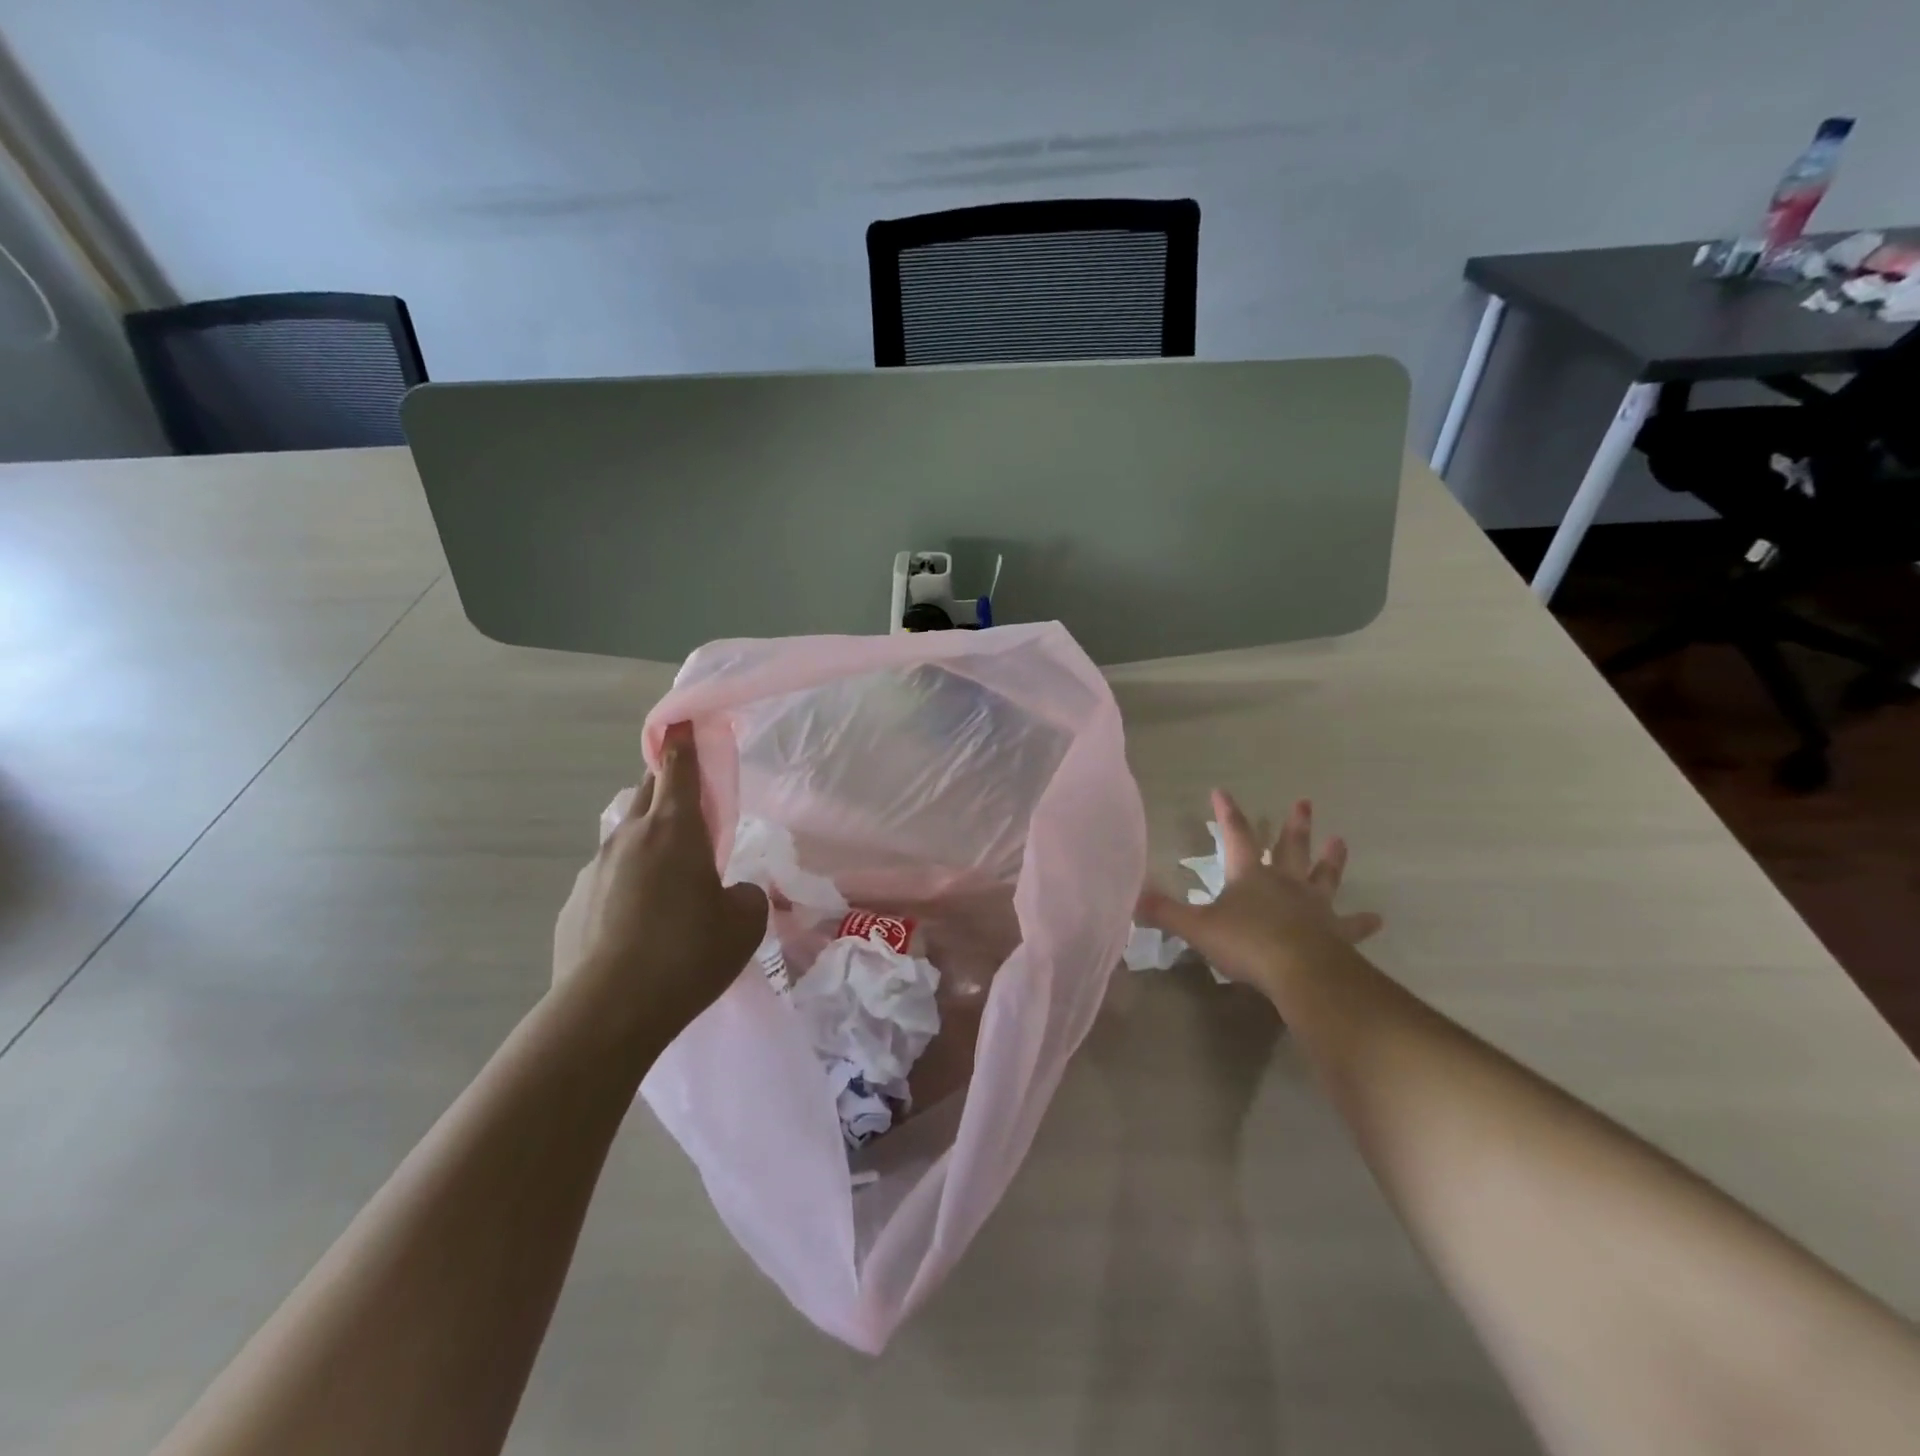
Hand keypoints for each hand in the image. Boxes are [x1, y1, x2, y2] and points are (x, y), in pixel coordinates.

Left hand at [552, 723, 767, 1039]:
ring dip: (649, 840)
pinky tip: (639, 923)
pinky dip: (627, 883)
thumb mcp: (745, 923)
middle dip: (669, 784)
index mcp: (676, 829)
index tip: (683, 721)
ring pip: (627, 836)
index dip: (684, 740)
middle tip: (692, 802)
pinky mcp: (573, 904)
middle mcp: (630, 837)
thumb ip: (747, 895)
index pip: (679, 766)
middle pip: (648, 791)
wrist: (607, 1011)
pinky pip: (607, 878)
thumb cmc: (688, 954)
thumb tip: (732, 893)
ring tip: (669, 878)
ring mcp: (595, 869)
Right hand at [1138, 790, 1380, 999]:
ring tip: (1341, 840)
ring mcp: (1314, 906)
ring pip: (1323, 875)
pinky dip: (1362, 921)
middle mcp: (1284, 883)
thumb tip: (1131, 897)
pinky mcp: (1336, 932)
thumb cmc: (1247, 943)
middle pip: (1289, 847)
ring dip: (1331, 858)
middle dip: (1294, 825)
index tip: (1222, 791)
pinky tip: (1377, 918)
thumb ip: (1165, 912)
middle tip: (1305, 802)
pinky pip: (1351, 924)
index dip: (1228, 813)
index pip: (1235, 835)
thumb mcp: (1197, 928)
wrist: (1301, 971)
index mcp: (1249, 876)